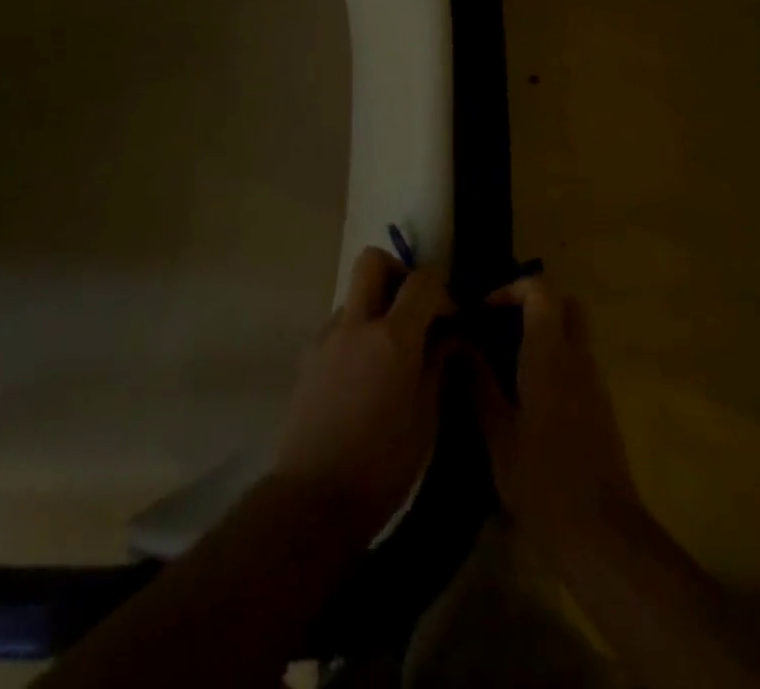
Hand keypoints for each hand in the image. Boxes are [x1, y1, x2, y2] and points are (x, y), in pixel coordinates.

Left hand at [274, 247, 455, 540]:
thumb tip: (446, 336)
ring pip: (353, 294)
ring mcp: (327, 337)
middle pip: (372, 261)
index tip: (451, 318)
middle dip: (398, 272)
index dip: (442, 290)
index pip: (422, 281)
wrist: (313, 497)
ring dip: (375, 305)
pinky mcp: (308, 356)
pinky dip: (356, 332)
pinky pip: (338, 325)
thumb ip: (437, 365)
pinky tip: (364, 373)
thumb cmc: (383, 465)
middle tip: (413, 307)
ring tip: (389, 350)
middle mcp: (356, 324)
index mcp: (392, 338)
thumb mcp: (426, 418)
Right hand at [470, 276, 642, 553]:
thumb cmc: (542, 480)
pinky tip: (527, 395)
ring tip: (505, 362)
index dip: (511, 289)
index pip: (540, 290)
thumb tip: (458, 342)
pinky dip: (554, 360)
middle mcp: (578, 357)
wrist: (603, 534)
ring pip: (574, 333)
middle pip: (565, 304)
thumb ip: (477, 381)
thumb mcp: (497, 432)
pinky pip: (578, 362)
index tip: (483, 312)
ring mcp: (594, 382)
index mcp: (550, 353)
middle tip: (499, 327)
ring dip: (544, 333)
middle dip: (534, 304)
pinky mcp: (602, 407)